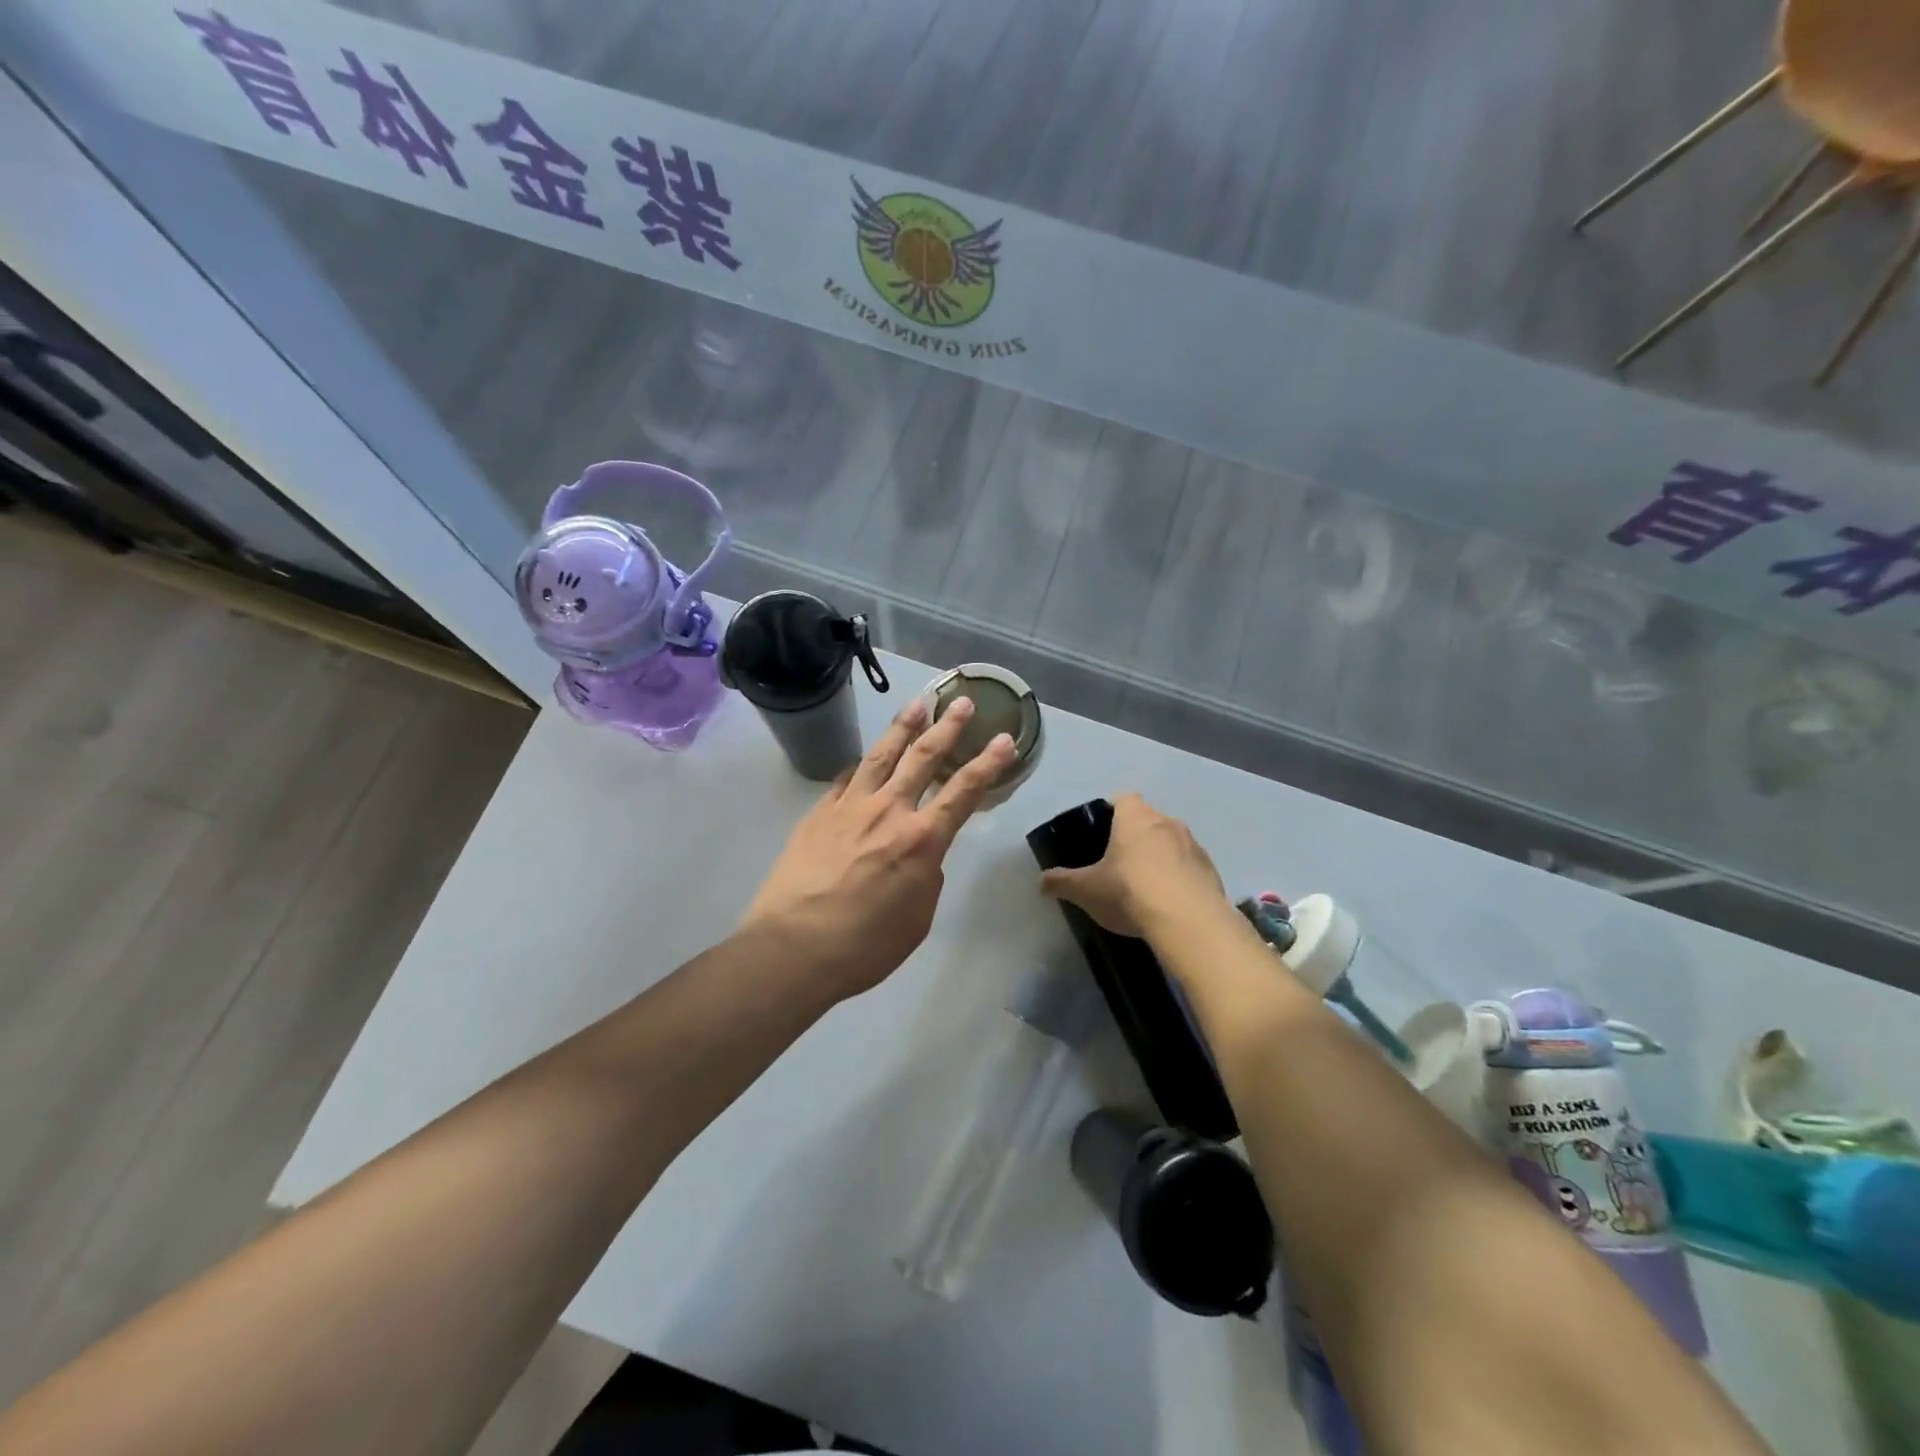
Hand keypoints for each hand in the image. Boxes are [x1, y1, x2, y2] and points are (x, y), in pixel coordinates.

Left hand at [741, 696, 1016, 1000]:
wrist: (793, 948)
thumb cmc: (865, 946)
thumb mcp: (917, 919)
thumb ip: (926, 878)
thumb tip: (919, 856)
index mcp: (922, 840)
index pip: (964, 792)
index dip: (988, 764)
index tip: (1004, 740)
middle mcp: (889, 811)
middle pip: (923, 757)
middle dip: (948, 727)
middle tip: (962, 702)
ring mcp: (850, 807)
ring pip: (881, 755)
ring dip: (903, 726)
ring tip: (918, 703)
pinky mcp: (819, 813)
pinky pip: (845, 779)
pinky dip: (860, 765)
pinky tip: (863, 758)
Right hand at [1039, 792, 1226, 936]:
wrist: (1188, 920)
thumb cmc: (1129, 891)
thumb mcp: (1086, 889)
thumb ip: (1062, 882)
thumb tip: (1041, 881)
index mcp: (1135, 817)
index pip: (1123, 798)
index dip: (1112, 812)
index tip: (1102, 833)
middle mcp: (1167, 822)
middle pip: (1148, 820)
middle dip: (1136, 837)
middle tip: (1119, 863)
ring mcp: (1194, 845)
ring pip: (1172, 842)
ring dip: (1161, 857)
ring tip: (1146, 886)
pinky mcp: (1211, 870)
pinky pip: (1190, 866)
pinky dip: (1180, 877)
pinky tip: (1169, 902)